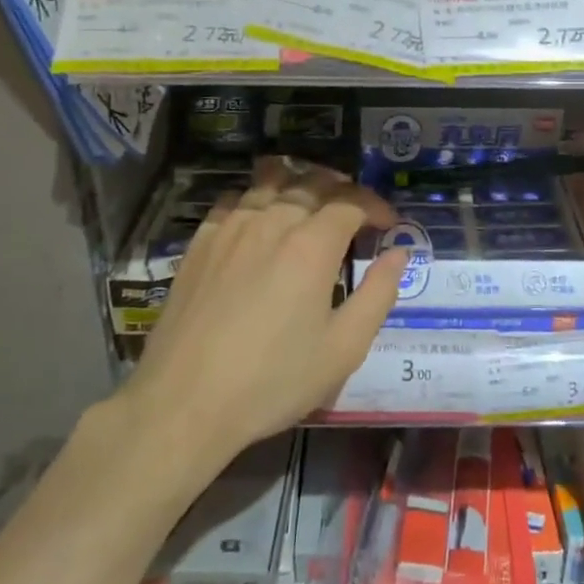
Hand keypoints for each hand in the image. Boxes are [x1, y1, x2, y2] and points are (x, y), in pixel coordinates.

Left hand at [124, 158, 409, 477]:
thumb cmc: (272, 380)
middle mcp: (272, 220)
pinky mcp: (200, 241)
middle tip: (356, 212)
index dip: (376, 206)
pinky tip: (260, 219)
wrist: (183, 403)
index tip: (388, 224)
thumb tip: (399, 254)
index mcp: (312, 244)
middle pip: (313, 182)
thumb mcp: (343, 348)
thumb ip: (379, 294)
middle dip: (343, 189)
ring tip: (311, 203)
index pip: (352, 201)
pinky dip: (258, 197)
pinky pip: (235, 199)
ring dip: (300, 183)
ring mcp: (231, 226)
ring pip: (271, 180)